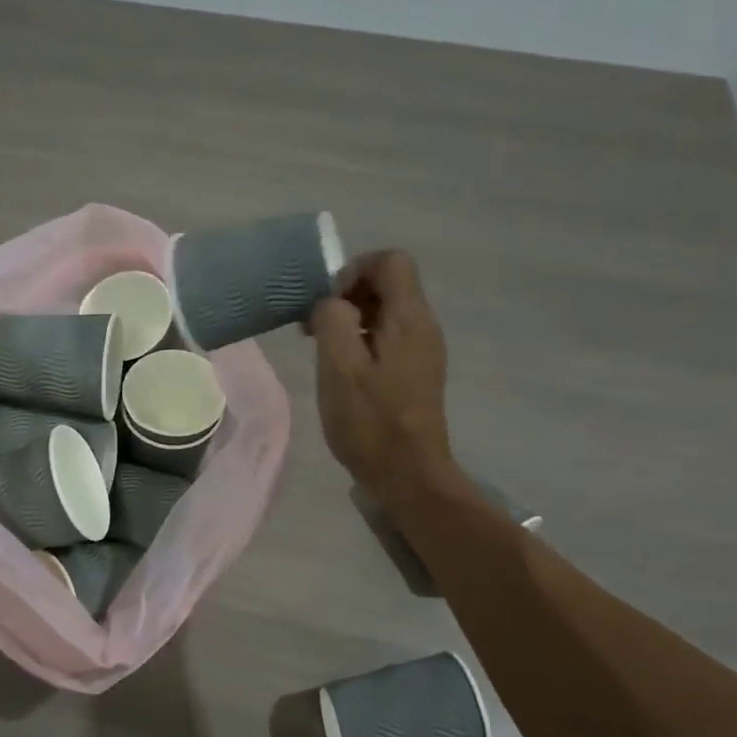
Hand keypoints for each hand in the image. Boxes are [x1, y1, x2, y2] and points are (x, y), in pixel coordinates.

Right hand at [309, 251, 456, 501]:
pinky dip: (359, 340)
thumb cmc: (371, 421)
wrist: (407, 475)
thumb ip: (332, 321)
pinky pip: (386, 337)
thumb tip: (330, 303)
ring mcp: (421, 351)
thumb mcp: (340, 367)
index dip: (353, 270)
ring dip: (349, 320)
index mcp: (409, 318)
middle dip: (346, 295)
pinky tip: (340, 370)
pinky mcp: (413, 372)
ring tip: (321, 350)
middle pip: (387, 283)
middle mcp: (422, 326)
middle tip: (314, 329)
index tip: (328, 305)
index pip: (389, 260)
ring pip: (383, 312)